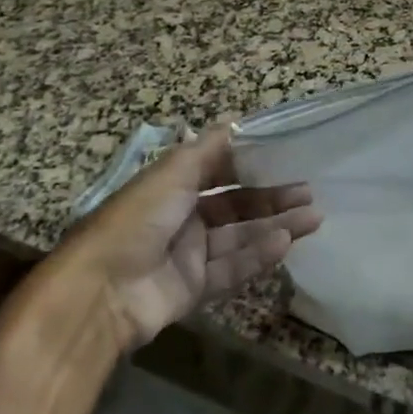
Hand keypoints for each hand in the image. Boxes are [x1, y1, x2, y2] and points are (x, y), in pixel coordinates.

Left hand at [45, 125, 321, 352]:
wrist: (99, 293)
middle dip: (272, 198)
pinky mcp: (193, 289)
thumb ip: (208, 149)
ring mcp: (188, 256)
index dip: (252, 165)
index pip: (220, 171)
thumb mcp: (171, 173)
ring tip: (314, 217)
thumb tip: (236, 120)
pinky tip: (286, 242)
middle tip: (309, 192)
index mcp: (172, 187)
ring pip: (241, 237)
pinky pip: (232, 269)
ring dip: (276, 225)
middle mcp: (182, 218)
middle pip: (236, 205)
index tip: (286, 158)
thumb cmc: (135, 220)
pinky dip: (259, 255)